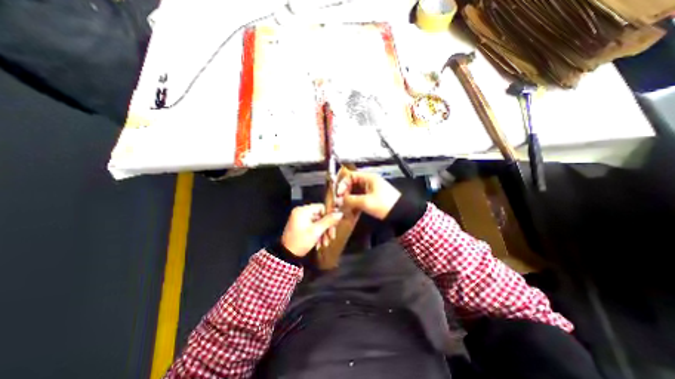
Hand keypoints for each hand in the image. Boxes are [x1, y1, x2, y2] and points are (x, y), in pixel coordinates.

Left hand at [280, 205, 343, 256]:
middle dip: (326, 227)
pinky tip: (320, 243)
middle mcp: (301, 212)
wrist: (287, 255)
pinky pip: (312, 226)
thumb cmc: (301, 241)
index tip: (334, 225)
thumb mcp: (316, 231)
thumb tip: (340, 213)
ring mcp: (300, 219)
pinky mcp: (300, 226)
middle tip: (331, 237)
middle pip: (320, 216)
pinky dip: (317, 234)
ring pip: (317, 222)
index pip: (321, 207)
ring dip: (323, 232)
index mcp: (303, 210)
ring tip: (325, 243)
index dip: (329, 215)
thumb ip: (329, 221)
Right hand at [334, 170, 395, 218]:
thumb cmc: (388, 204)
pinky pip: (359, 200)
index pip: (350, 176)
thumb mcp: (366, 202)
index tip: (338, 193)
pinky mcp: (372, 199)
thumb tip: (340, 200)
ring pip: (355, 193)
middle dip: (345, 194)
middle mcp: (369, 183)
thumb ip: (351, 200)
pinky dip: (354, 205)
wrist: (402, 214)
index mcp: (368, 178)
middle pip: (351, 185)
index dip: (343, 184)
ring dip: (349, 200)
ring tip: (345, 208)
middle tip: (340, 202)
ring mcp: (370, 191)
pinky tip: (351, 212)